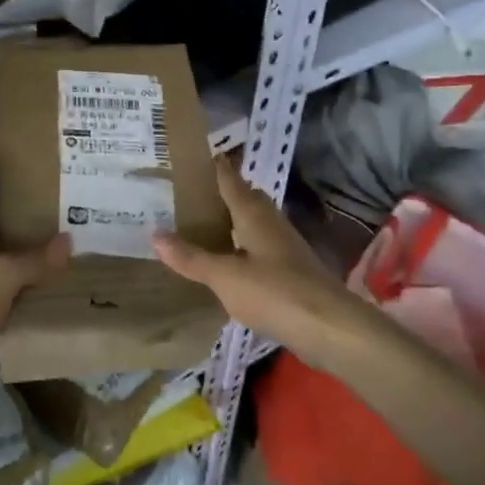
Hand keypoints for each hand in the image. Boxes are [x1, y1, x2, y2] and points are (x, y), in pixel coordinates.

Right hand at [152, 155, 370, 356]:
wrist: (329, 327)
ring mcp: (284, 247)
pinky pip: (259, 248)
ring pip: (254, 224)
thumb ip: (192, 257)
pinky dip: (241, 248)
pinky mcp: (291, 271)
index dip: (214, 167)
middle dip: (222, 194)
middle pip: (245, 199)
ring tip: (202, 228)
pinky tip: (228, 264)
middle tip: (189, 196)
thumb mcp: (225, 276)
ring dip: (232, 222)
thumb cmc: (275, 292)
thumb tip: (155, 234)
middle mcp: (271, 223)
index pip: (230, 180)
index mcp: (254, 215)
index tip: (193, 157)